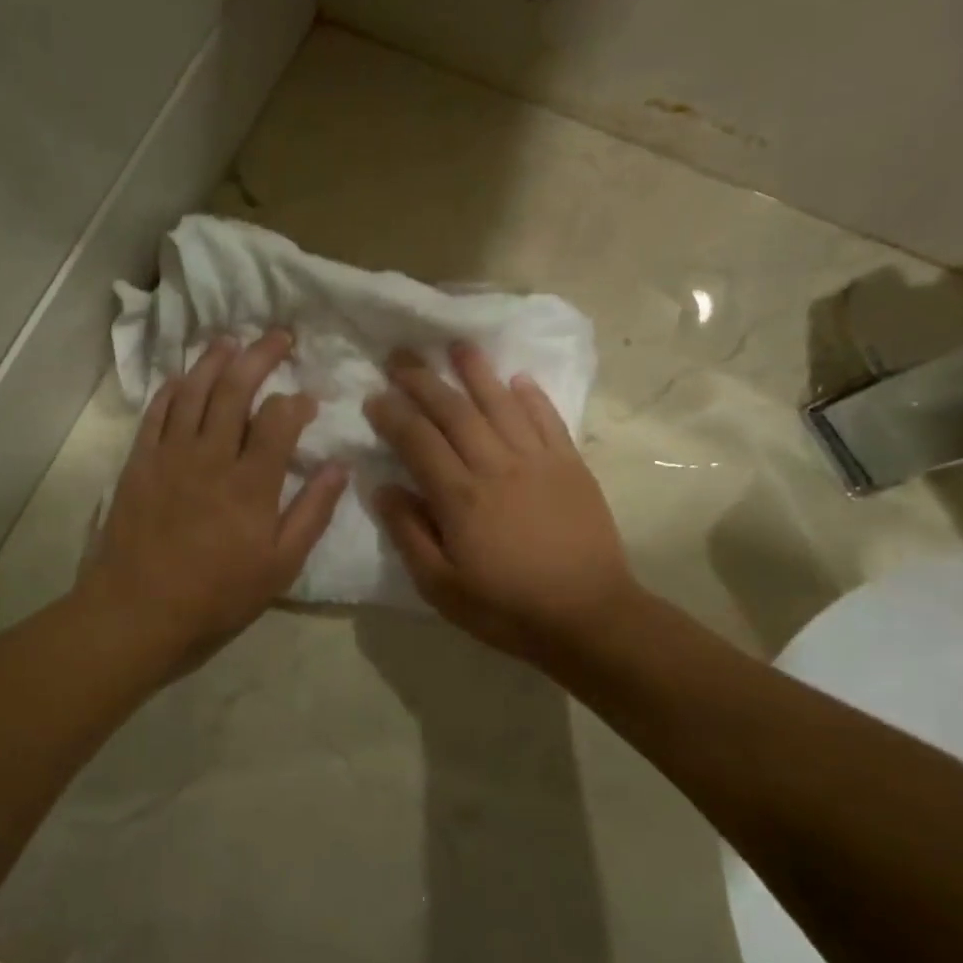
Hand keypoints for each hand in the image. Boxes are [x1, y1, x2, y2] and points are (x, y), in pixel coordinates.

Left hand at [79, 331, 346, 676]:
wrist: (138, 611)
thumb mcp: (280, 566)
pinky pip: (155, 412)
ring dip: (214, 360)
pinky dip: (171, 389)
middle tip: (278, 336)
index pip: (278, 418)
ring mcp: (170, 454)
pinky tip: (181, 377)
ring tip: (231, 341)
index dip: (296, 401)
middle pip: (235, 388)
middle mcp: (210, 455)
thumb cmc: (216, 596)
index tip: (307, 400)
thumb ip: (312, 513)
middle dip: (260, 356)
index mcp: (251, 482)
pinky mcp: (139, 462)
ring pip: (193, 391)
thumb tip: (339, 467)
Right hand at [365, 343, 637, 666]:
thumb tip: (384, 487)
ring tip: (457, 345)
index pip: (418, 441)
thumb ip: (409, 533)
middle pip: (454, 412)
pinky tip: (518, 379)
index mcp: (460, 497)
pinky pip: (549, 420)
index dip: (393, 414)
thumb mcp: (440, 586)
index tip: (374, 396)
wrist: (588, 617)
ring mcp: (538, 462)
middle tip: (401, 356)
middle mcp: (496, 466)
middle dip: (424, 380)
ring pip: (502, 404)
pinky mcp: (571, 467)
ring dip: (477, 372)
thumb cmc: (505, 607)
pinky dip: (532, 396)